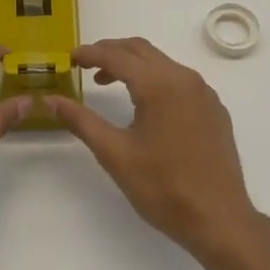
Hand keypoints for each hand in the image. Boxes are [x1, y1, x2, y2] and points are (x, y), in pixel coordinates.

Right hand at [45, 38, 265, 261]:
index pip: (118, 56)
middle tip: (85, 65)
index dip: (90, 54)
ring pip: (163, 64)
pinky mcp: (214, 110)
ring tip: (108, 83)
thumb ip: (81, 121)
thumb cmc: (163, 187)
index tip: (70, 59)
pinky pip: (180, 81)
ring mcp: (205, 94)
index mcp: (160, 85)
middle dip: (111, 52)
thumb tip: (51, 100)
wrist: (218, 218)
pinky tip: (145, 105)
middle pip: (142, 51)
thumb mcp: (115, 154)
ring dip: (134, 66)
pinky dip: (156, 80)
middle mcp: (185, 79)